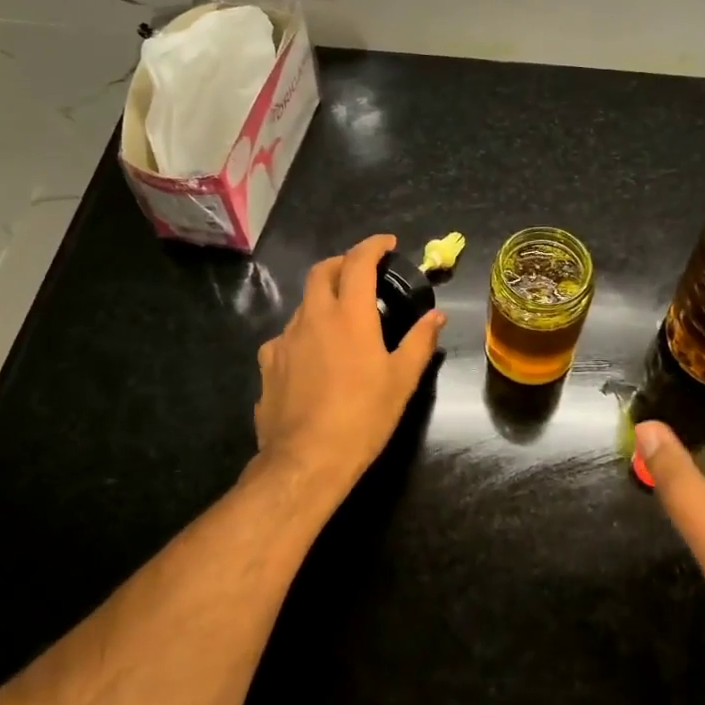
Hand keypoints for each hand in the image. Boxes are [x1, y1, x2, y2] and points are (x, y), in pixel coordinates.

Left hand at [253, 234, 444, 498]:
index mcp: (349, 315)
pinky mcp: (267, 364)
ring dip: (323, 299)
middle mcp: (313, 317)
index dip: (372, 246)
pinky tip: (313, 357)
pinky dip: (304, 334)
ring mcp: (284, 340)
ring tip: (340, 319)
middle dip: (342, 263)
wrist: (305, 460)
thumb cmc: (363, 417)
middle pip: (321, 272)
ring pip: (303, 305)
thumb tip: (436, 316)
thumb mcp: (402, 380)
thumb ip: (420, 342)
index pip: (358, 262)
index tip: (386, 244)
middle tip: (361, 272)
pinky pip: (287, 337)